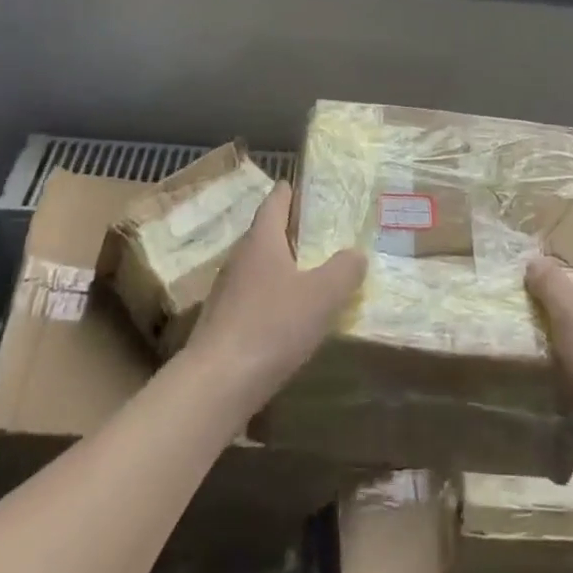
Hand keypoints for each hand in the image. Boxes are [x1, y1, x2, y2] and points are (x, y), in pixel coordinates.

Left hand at [186, 183, 365, 414]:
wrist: (216, 385)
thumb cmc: (272, 326)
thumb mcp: (322, 296)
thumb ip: (344, 270)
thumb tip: (356, 253)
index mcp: (262, 240)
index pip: (276, 201)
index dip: (292, 191)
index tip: (309, 187)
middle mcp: (240, 258)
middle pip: (266, 233)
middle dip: (292, 231)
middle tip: (322, 234)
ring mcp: (226, 292)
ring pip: (259, 268)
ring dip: (282, 267)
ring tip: (311, 275)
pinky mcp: (222, 324)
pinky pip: (252, 298)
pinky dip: (272, 299)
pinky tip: (289, 318)